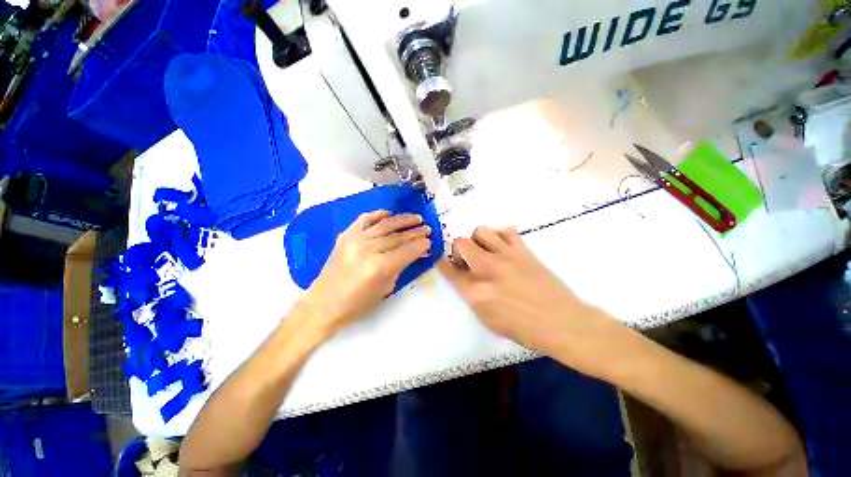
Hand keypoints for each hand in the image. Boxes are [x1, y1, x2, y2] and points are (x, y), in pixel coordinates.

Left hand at [300, 210, 431, 334]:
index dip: (421, 245)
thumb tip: (415, 252)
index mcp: (380, 266)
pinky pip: (365, 219)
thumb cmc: (358, 303)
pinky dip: (378, 214)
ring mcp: (355, 239)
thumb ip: (401, 266)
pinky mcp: (346, 235)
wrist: (324, 303)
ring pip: (385, 224)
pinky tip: (389, 213)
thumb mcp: (386, 288)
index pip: (407, 250)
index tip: (430, 241)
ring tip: (416, 218)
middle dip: (416, 232)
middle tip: (427, 228)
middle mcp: (369, 249)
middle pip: (398, 236)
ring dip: (403, 219)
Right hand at [437, 226, 620, 374]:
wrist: (562, 323)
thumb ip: (470, 295)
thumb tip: (464, 276)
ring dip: (478, 240)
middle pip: (461, 243)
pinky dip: (499, 235)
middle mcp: (487, 269)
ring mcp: (506, 256)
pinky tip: (503, 247)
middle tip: (467, 260)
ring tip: (485, 251)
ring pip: (481, 230)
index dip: (442, 263)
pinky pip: (506, 230)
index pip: (448, 270)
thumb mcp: (487, 319)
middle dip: (458, 250)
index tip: (443, 261)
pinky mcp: (523, 250)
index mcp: (475, 292)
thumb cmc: (523, 329)